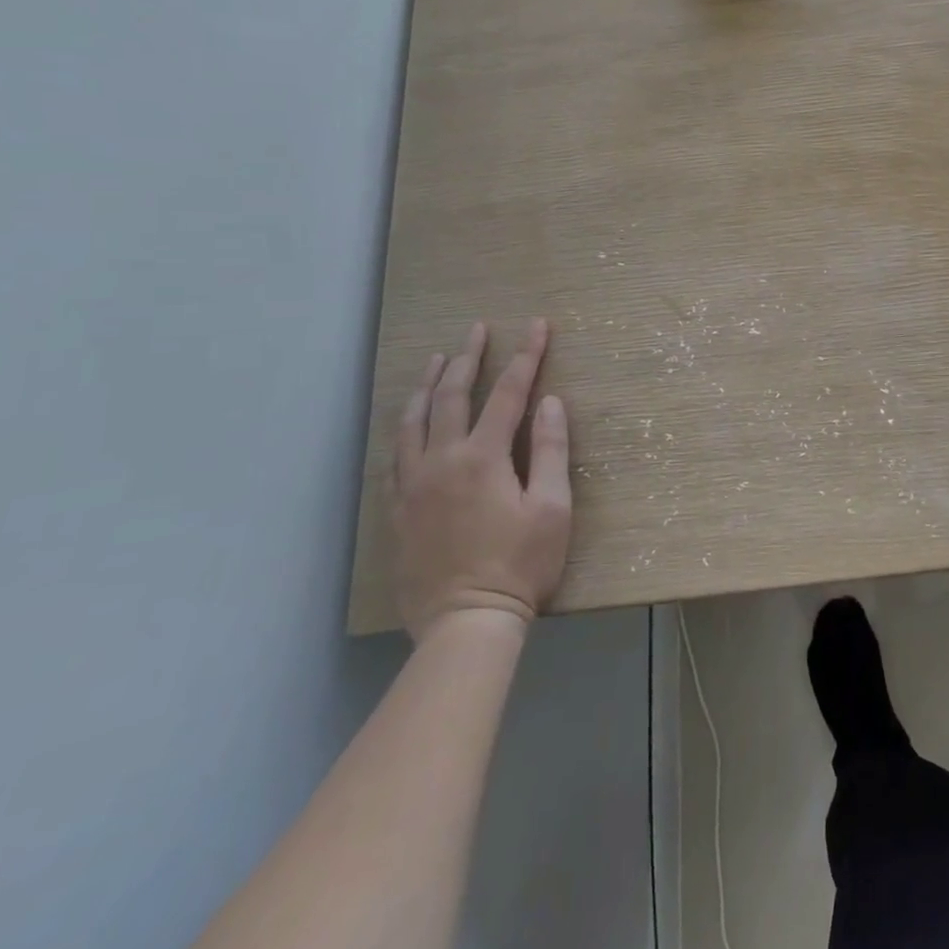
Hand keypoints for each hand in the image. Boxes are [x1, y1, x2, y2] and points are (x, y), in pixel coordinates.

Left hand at [392, 320, 571, 640]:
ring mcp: (413, 484)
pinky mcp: (398, 509)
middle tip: (478, 329)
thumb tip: (549, 402)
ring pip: (413, 420)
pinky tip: (409, 420)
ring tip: (438, 359)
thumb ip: (550, 450)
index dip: (526, 356)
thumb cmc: (520, 564)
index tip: (538, 325)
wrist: (465, 623)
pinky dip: (404, 425)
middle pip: (452, 396)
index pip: (508, 393)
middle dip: (469, 357)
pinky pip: (396, 454)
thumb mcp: (552, 508)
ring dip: (428, 384)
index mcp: (483, 457)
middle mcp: (442, 460)